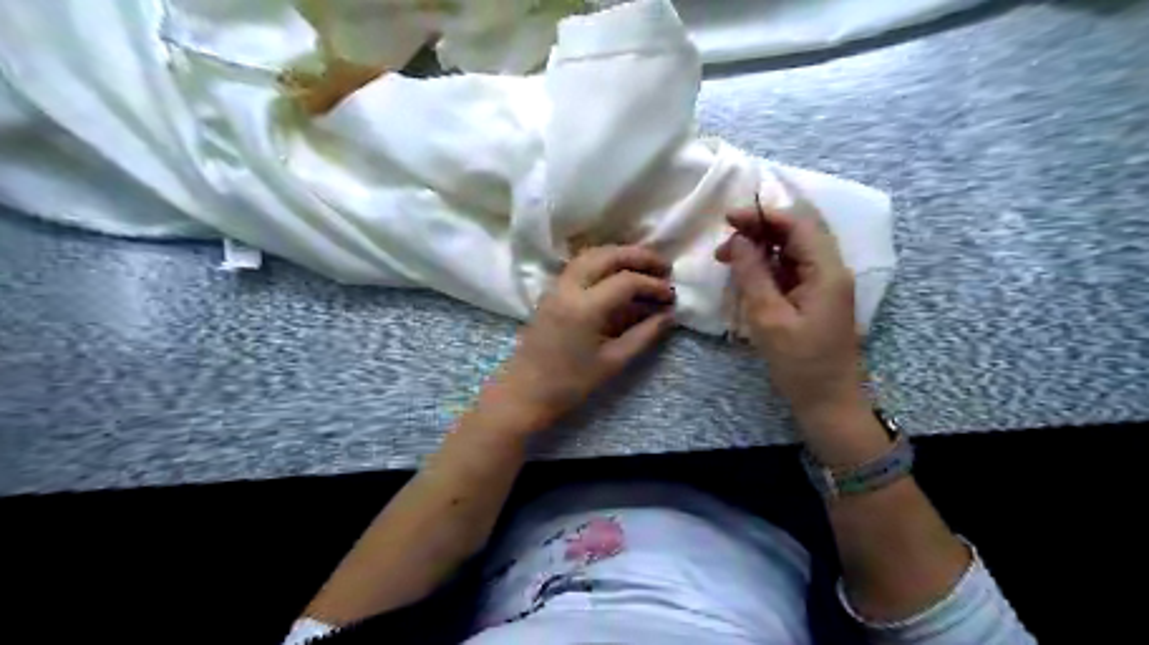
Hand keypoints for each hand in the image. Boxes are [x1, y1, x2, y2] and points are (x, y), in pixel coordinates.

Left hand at [484, 244, 674, 433]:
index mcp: (584, 308)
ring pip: (591, 254)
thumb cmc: (570, 383)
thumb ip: (644, 334)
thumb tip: (668, 314)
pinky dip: (603, 261)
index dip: (652, 285)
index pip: (626, 281)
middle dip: (639, 256)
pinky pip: (580, 264)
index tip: (671, 295)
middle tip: (664, 266)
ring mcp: (557, 286)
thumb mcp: (613, 361)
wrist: (526, 391)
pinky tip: (619, 272)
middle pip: (607, 255)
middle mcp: (569, 288)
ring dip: (620, 254)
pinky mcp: (552, 291)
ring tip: (645, 265)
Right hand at [715, 206, 867, 434]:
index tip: (728, 219)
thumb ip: (753, 274)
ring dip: (761, 246)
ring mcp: (825, 284)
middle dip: (760, 229)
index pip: (797, 224)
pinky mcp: (816, 297)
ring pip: (793, 250)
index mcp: (826, 271)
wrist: (828, 402)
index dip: (763, 215)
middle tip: (724, 241)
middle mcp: (831, 270)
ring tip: (728, 257)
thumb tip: (737, 240)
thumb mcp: (769, 318)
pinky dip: (767, 265)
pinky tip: (746, 273)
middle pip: (797, 232)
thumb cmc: (800, 364)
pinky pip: (791, 269)